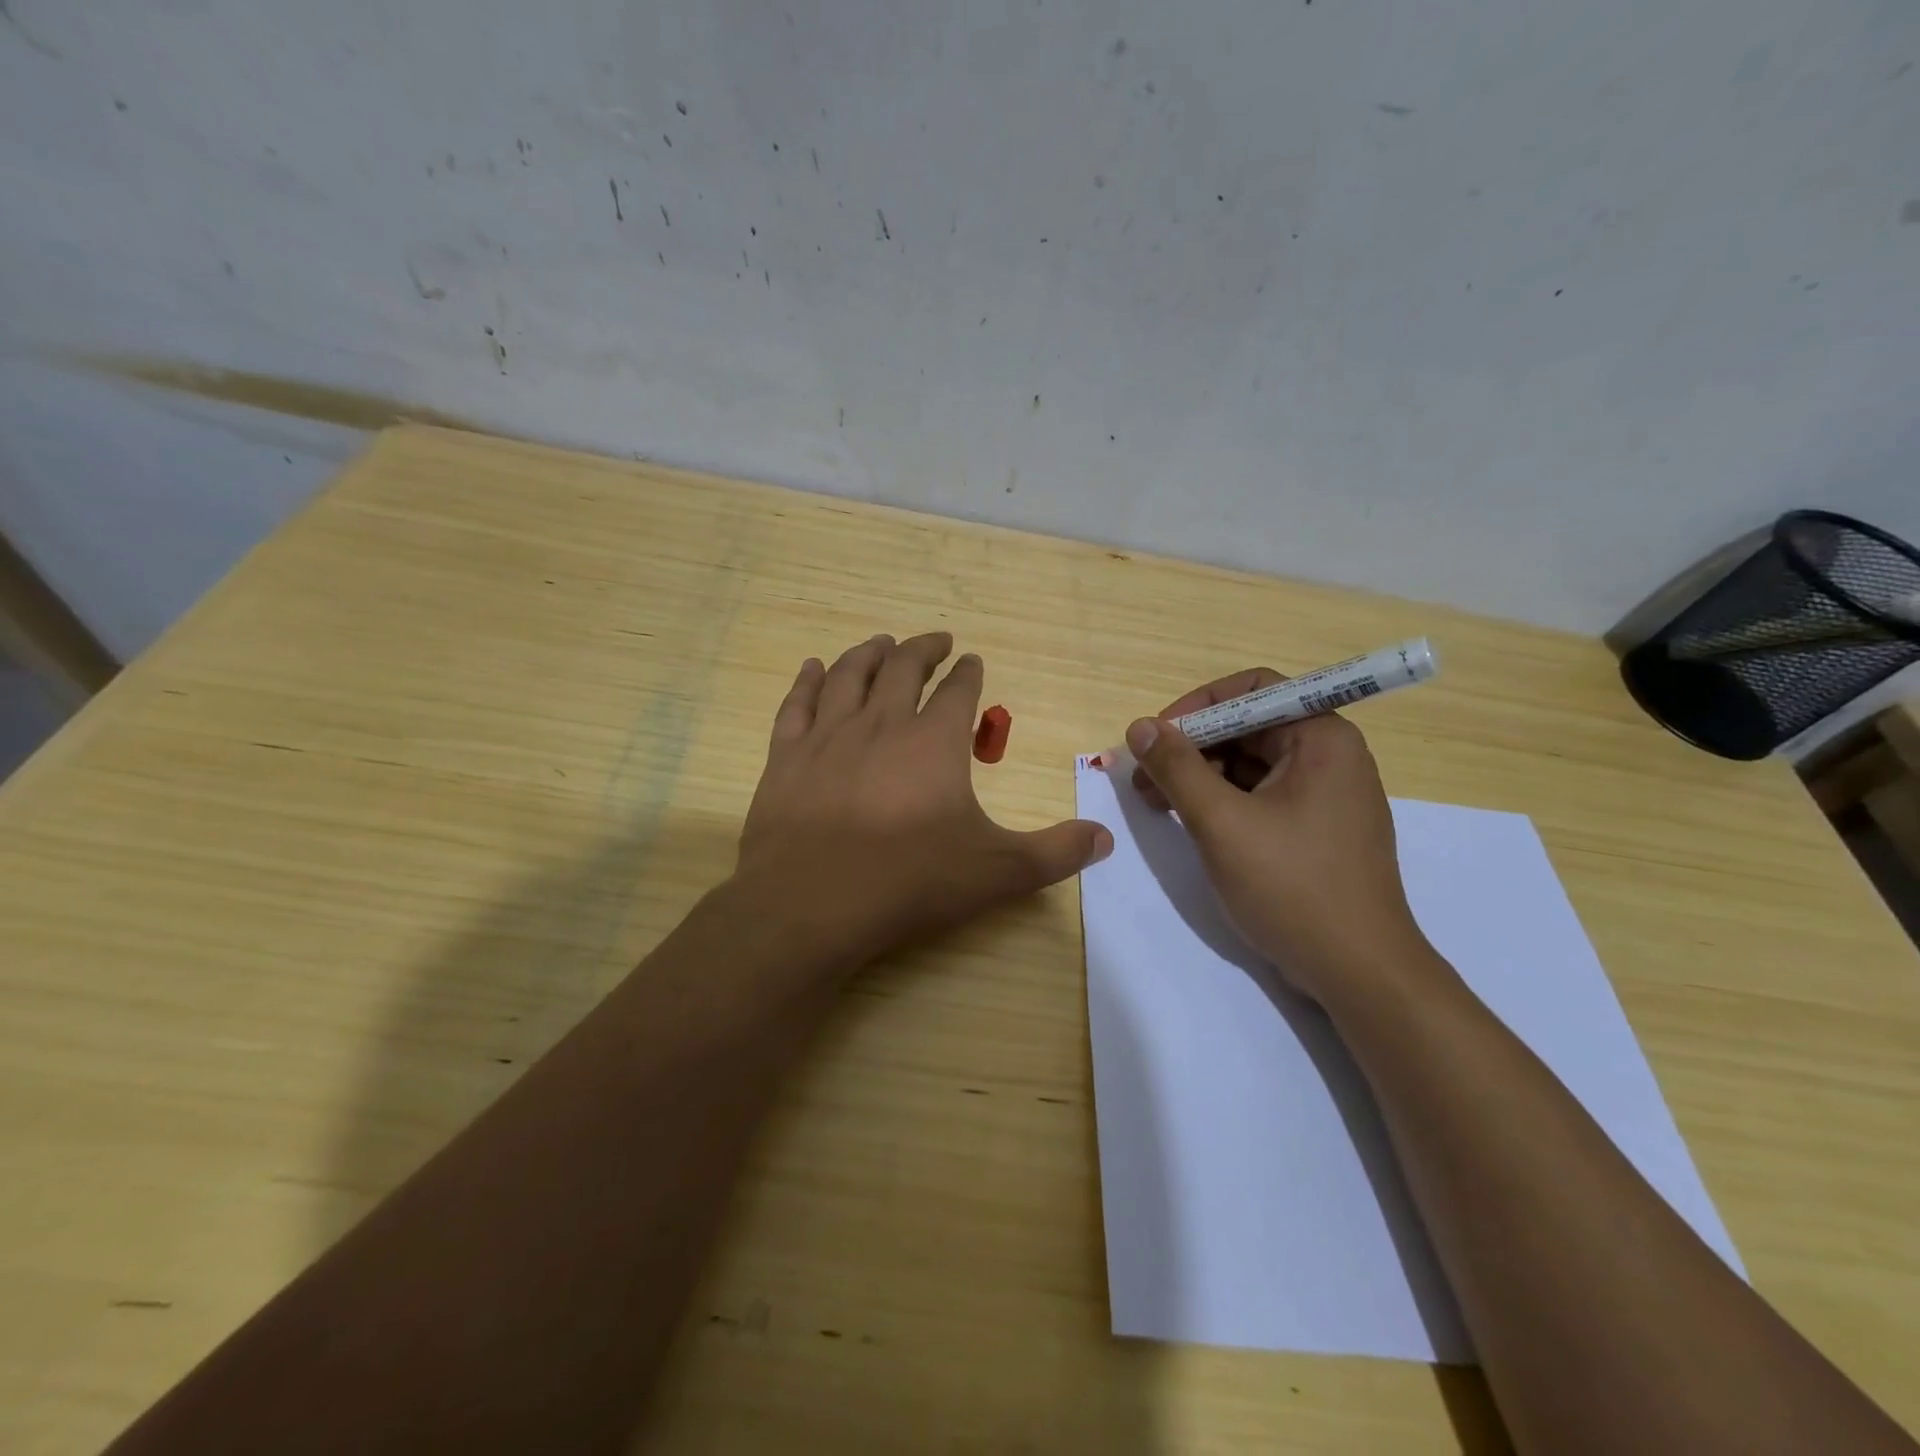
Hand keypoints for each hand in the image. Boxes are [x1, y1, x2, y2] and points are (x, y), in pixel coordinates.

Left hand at [735, 632, 1111, 973]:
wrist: (811, 903)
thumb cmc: (909, 882)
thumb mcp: (997, 872)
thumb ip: (1055, 853)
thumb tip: (1105, 838)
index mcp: (934, 742)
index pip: (958, 691)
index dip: (968, 672)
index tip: (972, 659)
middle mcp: (881, 723)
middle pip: (903, 668)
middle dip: (922, 649)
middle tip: (935, 641)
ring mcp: (828, 736)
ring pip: (850, 675)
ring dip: (869, 653)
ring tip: (881, 642)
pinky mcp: (785, 757)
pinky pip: (797, 704)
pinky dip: (807, 681)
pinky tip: (813, 667)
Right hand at [1125, 668, 1435, 1002]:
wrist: (1359, 973)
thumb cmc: (1292, 887)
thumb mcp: (1221, 823)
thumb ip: (1177, 768)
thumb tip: (1140, 726)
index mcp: (1321, 738)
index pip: (1253, 690)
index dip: (1198, 706)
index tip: (1156, 737)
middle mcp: (1329, 755)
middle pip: (1249, 726)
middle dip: (1192, 747)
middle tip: (1144, 779)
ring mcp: (1325, 794)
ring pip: (1250, 763)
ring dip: (1201, 776)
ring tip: (1157, 804)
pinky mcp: (1316, 827)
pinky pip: (1261, 794)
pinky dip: (1223, 801)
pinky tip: (1191, 822)